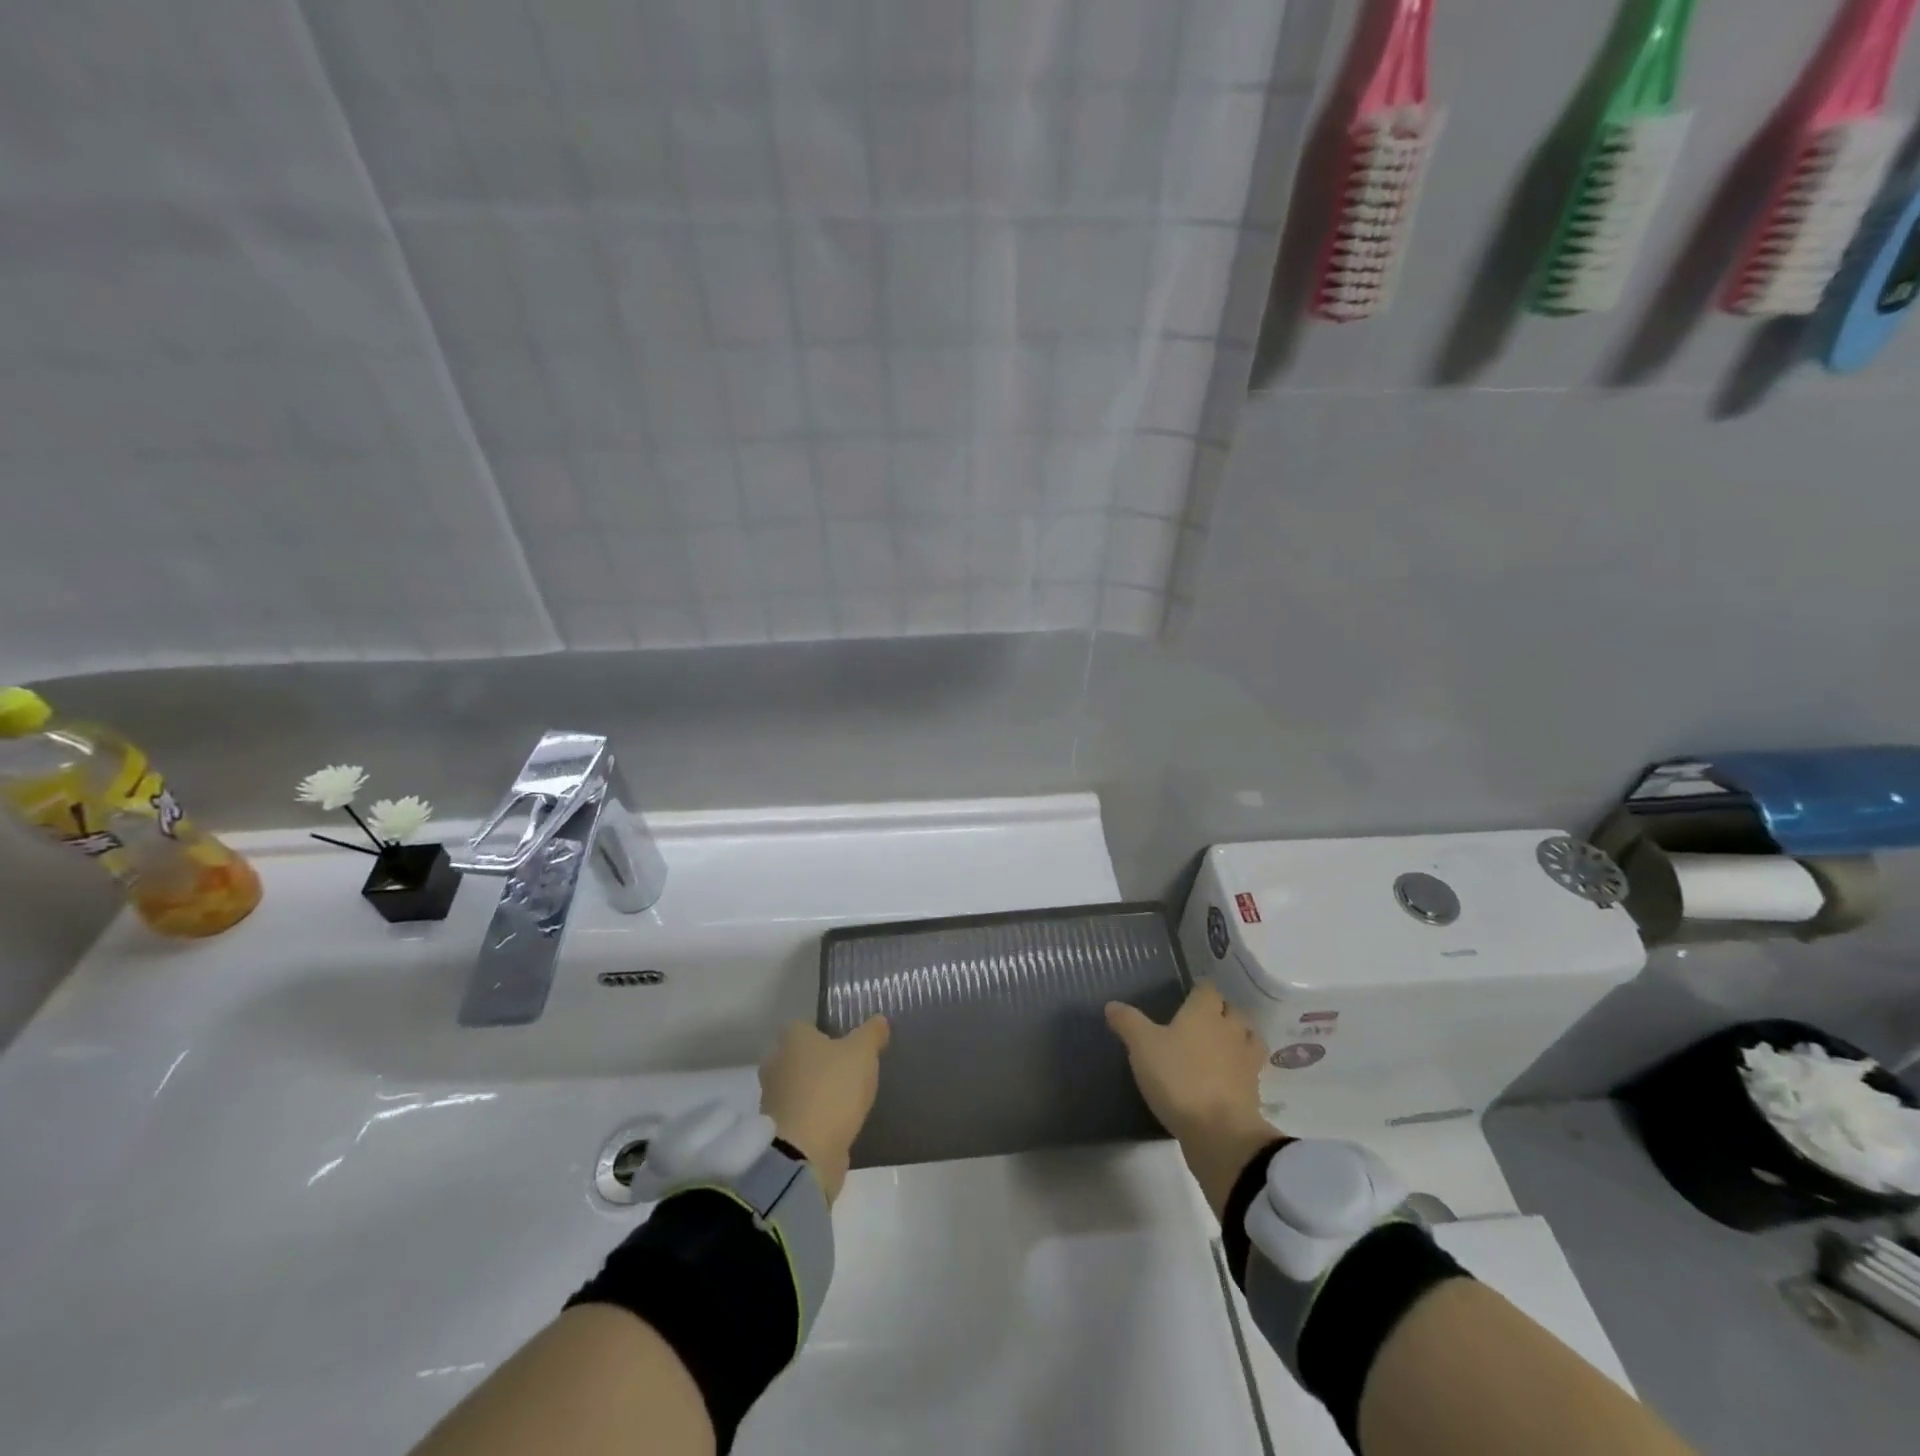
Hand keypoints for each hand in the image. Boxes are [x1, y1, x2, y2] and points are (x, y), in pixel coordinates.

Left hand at [759, 1016, 889, 1202]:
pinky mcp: (777, 1130)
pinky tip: (836, 1122)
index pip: (808, 1025)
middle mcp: (775, 1063)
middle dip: (822, 1062)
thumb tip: (879, 1020)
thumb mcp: (863, 1053)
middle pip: (802, 1056)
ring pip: (800, 1086)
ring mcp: (773, 1099)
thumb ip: (872, 1033)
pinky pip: (801, 1114)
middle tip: (851, 1069)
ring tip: (847, 1098)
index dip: (829, 1032)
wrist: (805, 1154)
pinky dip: (815, 1116)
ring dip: (817, 1091)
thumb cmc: (832, 1090)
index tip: (850, 1043)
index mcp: (791, 1038)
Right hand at [1105, 983, 1282, 1219]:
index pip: (1208, 988)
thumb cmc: (1178, 1078)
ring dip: (1237, 1037)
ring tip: (1218, 1046)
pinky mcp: (1253, 1090)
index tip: (1185, 997)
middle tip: (1197, 1022)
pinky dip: (1240, 1068)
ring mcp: (1246, 1060)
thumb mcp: (1142, 1047)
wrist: (1219, 1132)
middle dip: (1219, 1012)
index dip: (1198, 990)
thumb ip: (1128, 1022)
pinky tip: (1224, 1076)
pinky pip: (1250, 1069)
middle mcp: (1230, 1029)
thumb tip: (1112, 1005)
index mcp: (1205, 1012)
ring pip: (1248, 1037)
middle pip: (1232, 1010)